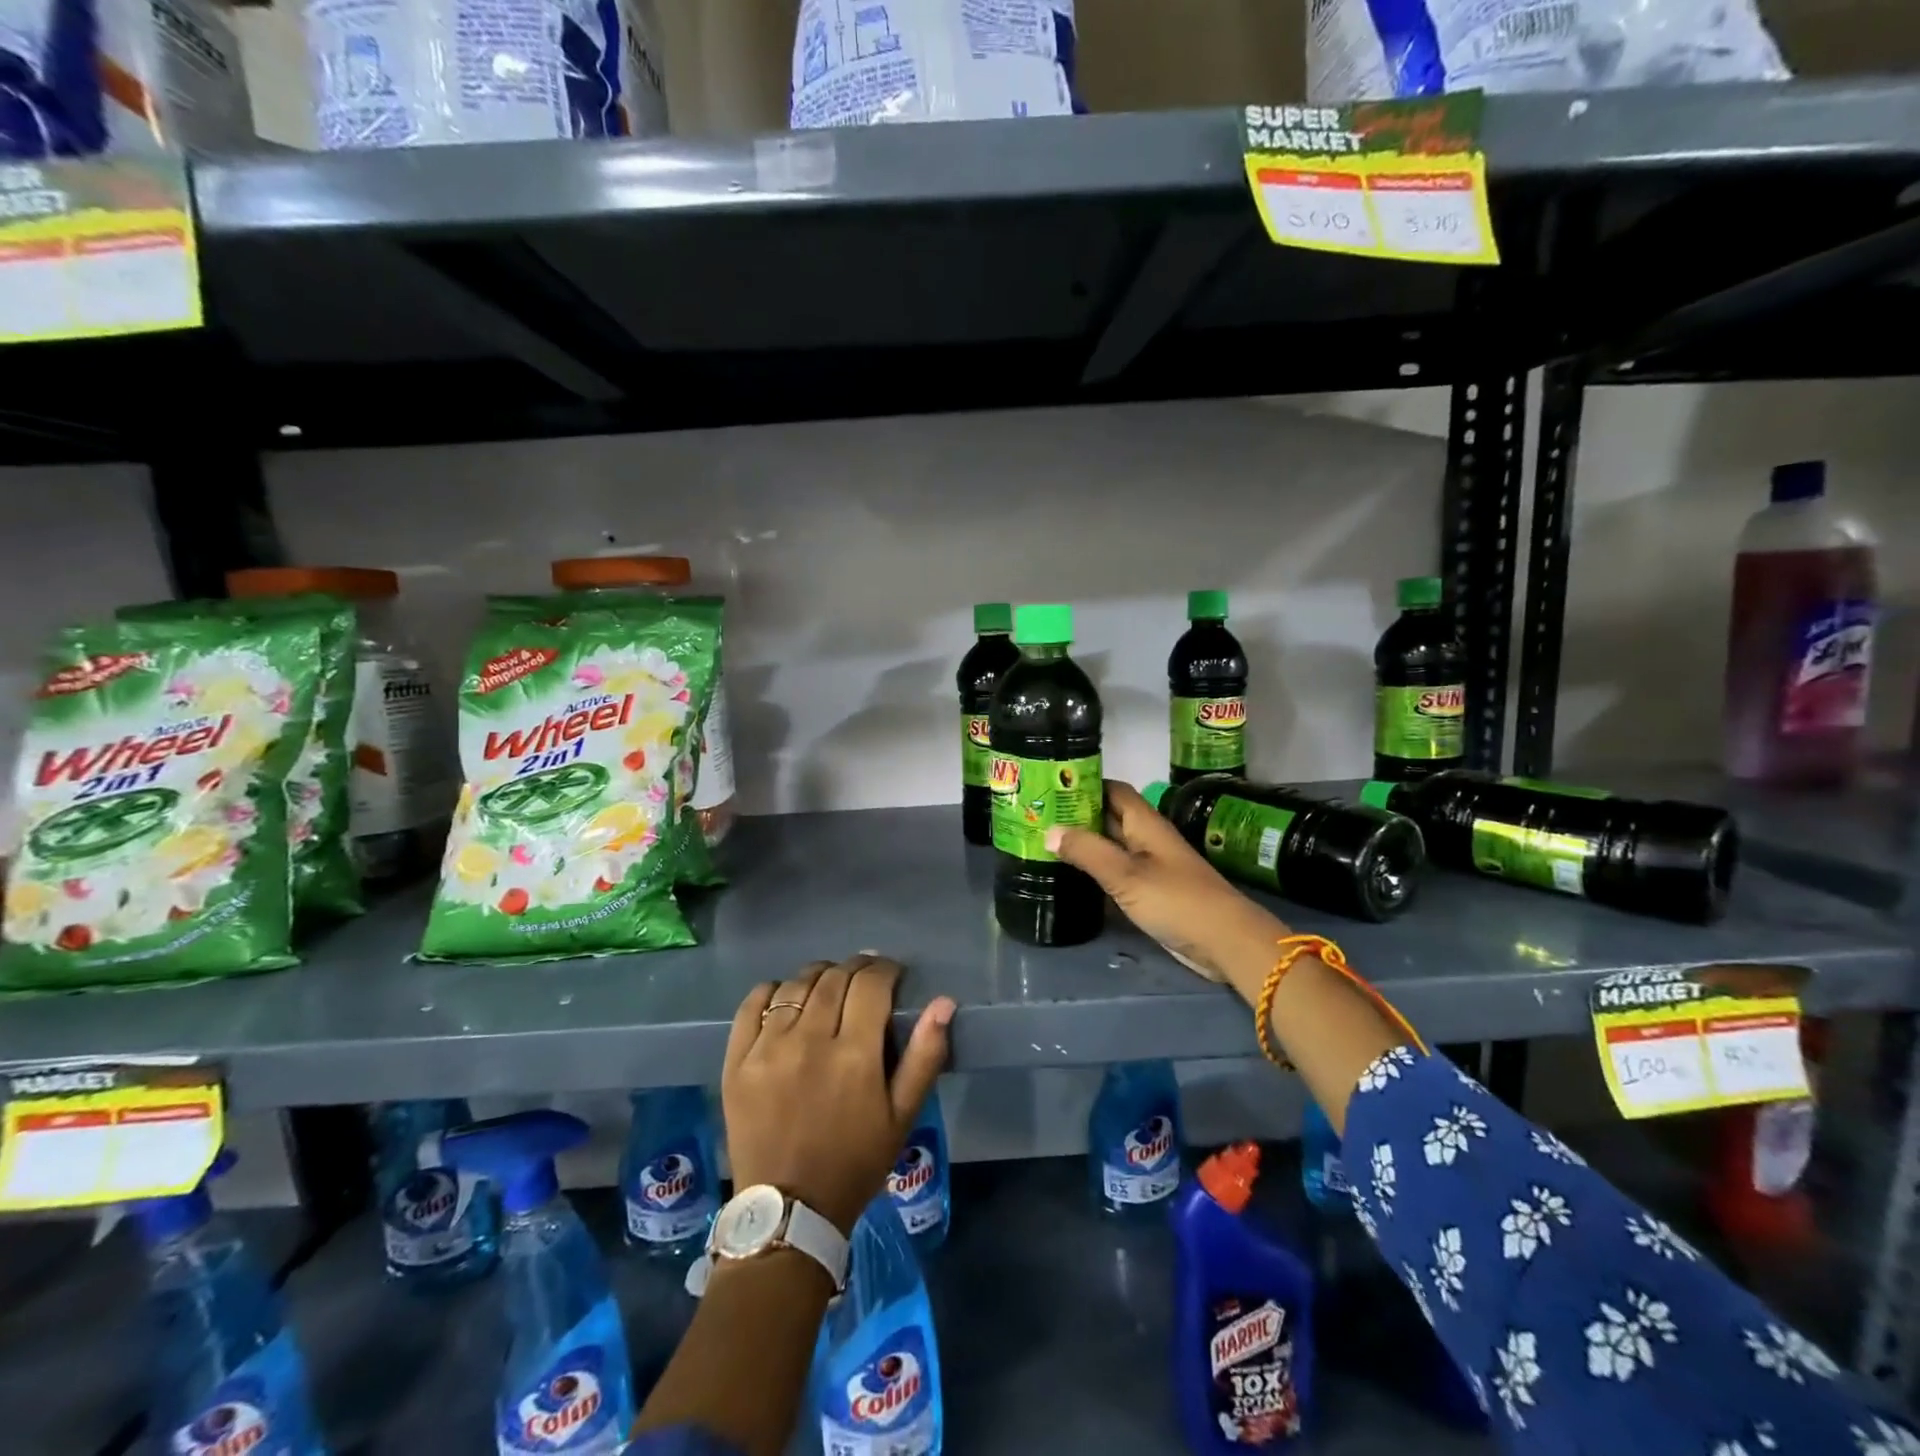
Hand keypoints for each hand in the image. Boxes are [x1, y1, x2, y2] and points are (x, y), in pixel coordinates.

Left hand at [724, 955, 954, 1235]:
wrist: (789, 1212)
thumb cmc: (855, 1162)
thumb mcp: (902, 1116)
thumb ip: (925, 1056)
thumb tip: (944, 1002)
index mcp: (854, 1055)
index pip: (871, 983)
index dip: (885, 969)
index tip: (892, 974)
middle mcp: (810, 1041)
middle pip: (834, 977)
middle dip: (856, 968)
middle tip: (864, 978)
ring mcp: (768, 1049)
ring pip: (796, 985)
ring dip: (818, 976)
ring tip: (828, 986)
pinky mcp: (737, 1061)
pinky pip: (753, 1004)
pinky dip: (773, 991)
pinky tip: (786, 998)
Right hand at [1047, 781, 1286, 993]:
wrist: (1224, 942)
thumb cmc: (1176, 900)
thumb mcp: (1126, 875)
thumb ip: (1087, 851)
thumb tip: (1049, 831)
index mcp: (1145, 823)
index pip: (1112, 790)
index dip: (1084, 784)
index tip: (1050, 786)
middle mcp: (1146, 839)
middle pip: (1109, 817)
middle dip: (1077, 814)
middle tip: (1038, 816)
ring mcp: (1150, 866)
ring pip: (1111, 846)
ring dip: (1084, 843)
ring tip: (1044, 842)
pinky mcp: (1151, 892)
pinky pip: (1117, 873)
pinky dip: (1095, 871)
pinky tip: (1070, 877)